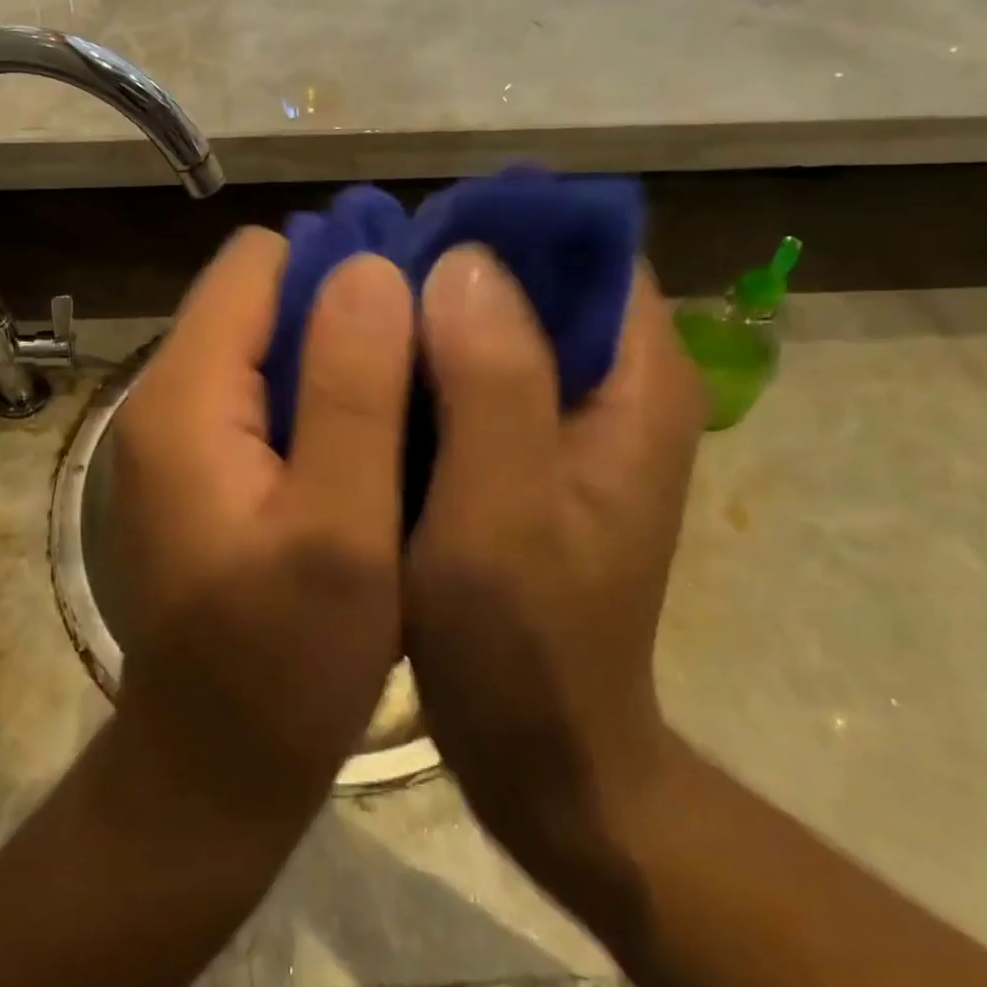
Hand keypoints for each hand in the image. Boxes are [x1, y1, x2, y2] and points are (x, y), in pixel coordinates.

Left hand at [108, 228, 414, 832]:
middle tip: (427, 366)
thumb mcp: (338, 530)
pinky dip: (319, 400)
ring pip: (268, 345)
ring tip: (411, 404)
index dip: (341, 270)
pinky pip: (263, 395)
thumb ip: (352, 392)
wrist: (213, 766)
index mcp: (186, 395)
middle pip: (261, 297)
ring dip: (338, 359)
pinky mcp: (199, 465)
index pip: (258, 263)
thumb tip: (369, 268)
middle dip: (345, 313)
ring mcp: (177, 432)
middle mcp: (165, 395)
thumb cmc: (283, 664)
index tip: (416, 314)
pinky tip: (369, 445)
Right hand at [404, 248, 705, 884]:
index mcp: (638, 383)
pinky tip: (365, 382)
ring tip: (348, 323)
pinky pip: (471, 381)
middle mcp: (614, 387)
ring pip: (494, 330)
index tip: (410, 243)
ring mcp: (568, 424)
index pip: (584, 253)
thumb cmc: (526, 644)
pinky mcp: (526, 455)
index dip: (498, 233)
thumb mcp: (503, 514)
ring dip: (427, 321)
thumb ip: (494, 384)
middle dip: (447, 273)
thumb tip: (464, 260)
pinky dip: (422, 369)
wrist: (544, 752)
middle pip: (534, 285)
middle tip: (358, 286)